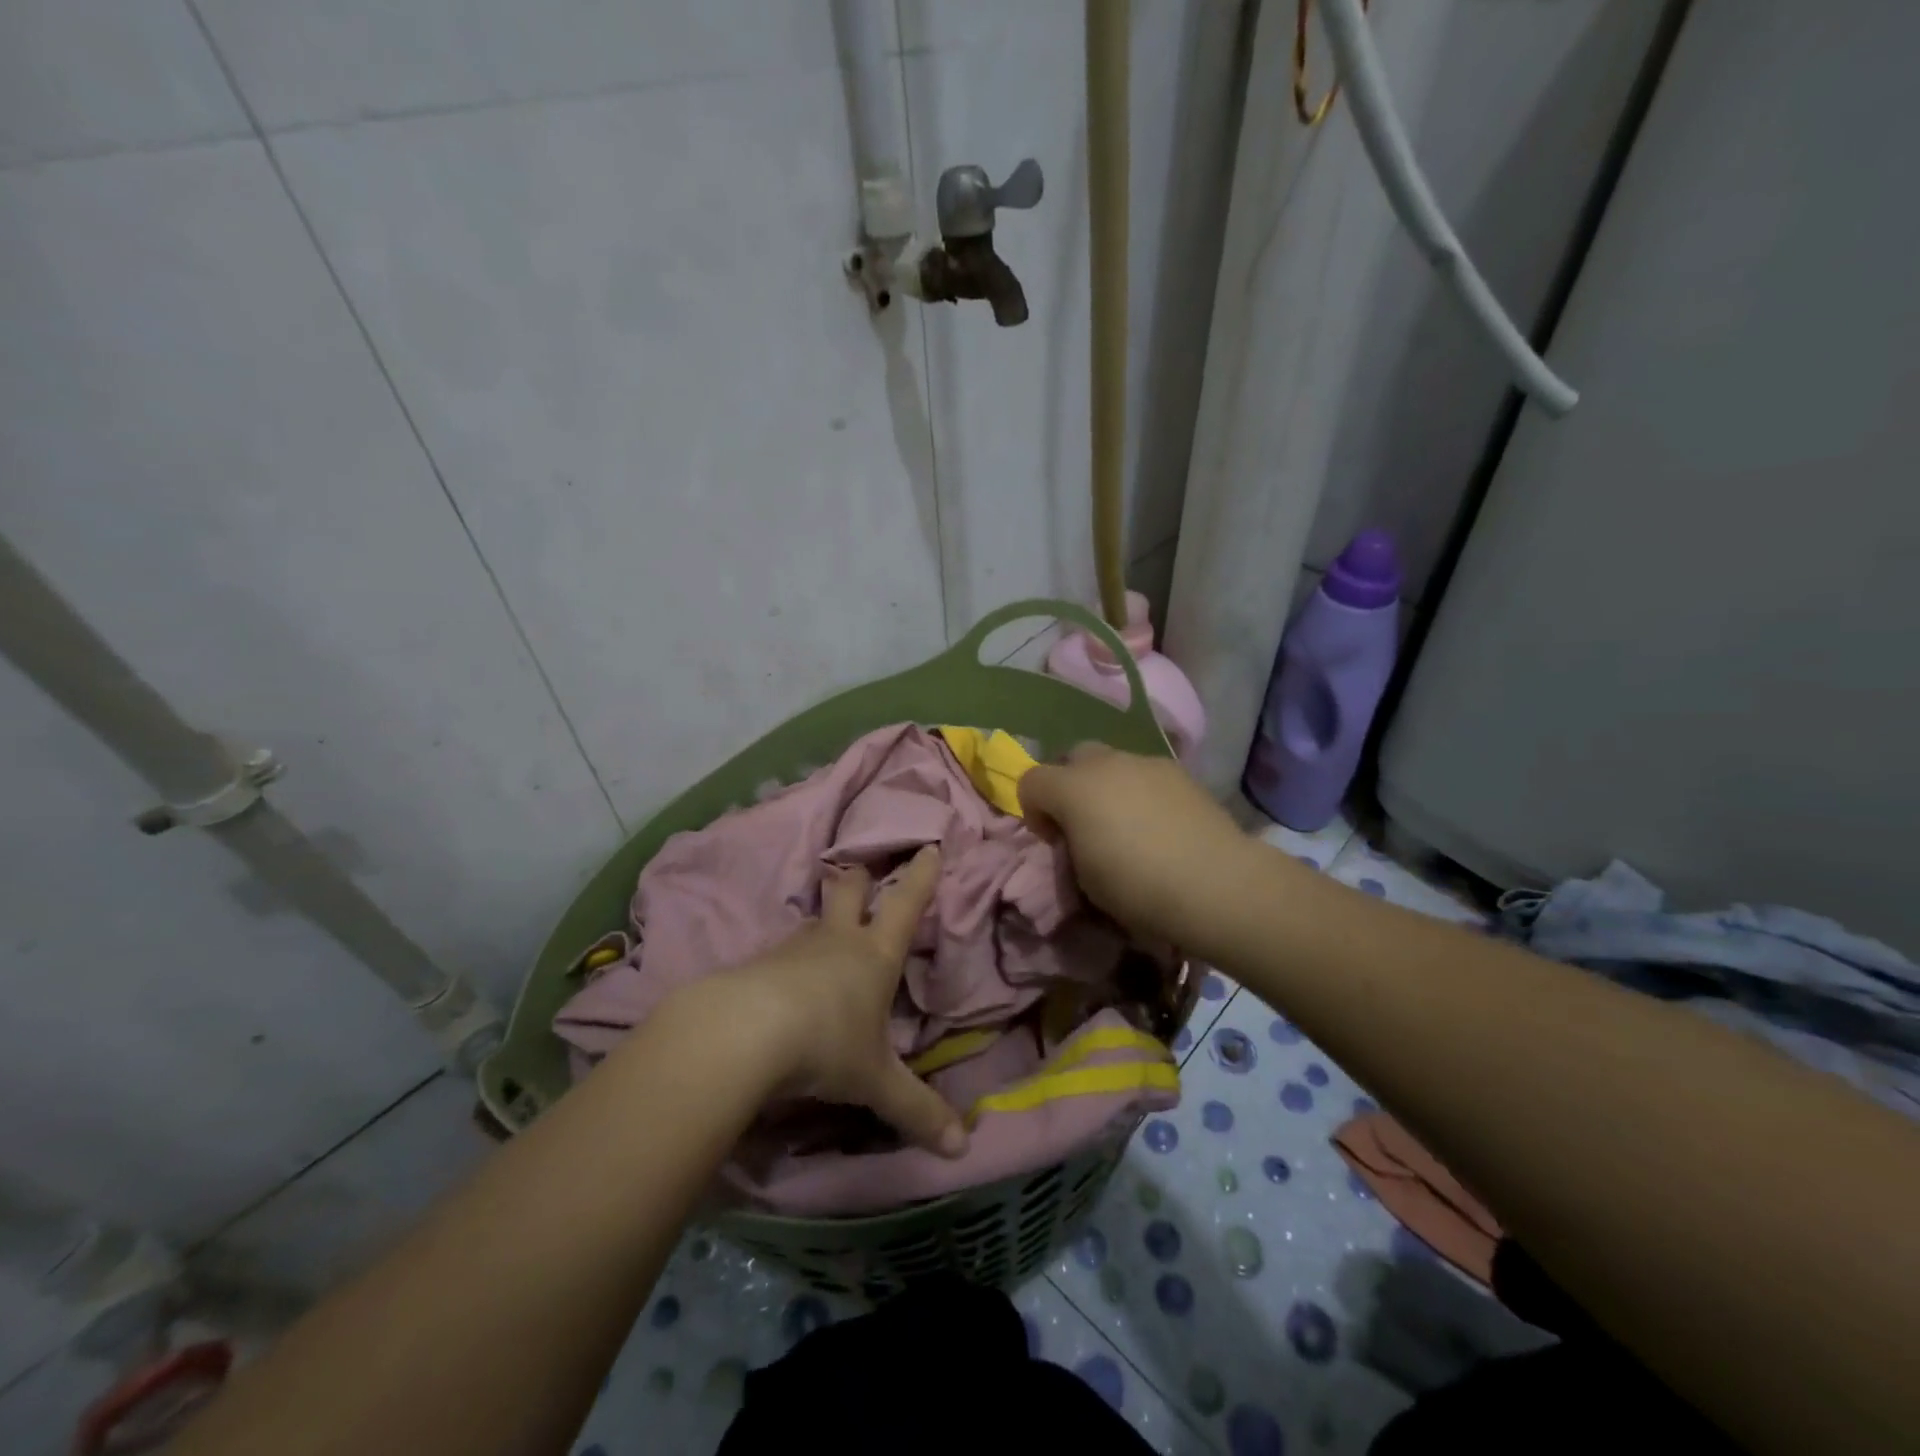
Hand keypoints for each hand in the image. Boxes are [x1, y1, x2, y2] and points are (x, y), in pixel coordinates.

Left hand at [707, 845, 967, 1157]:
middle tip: (862, 870)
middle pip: (850, 891)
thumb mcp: (875, 1082)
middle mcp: (836, 941)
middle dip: (860, 879)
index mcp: (874, 955)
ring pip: (812, 921)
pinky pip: (780, 954)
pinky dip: (787, 960)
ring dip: (821, 920)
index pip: (906, 904)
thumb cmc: (827, 1044)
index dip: (921, 876)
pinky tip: (783, 980)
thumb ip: (916, 1110)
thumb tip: (962, 1148)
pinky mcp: (757, 964)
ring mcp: (793, 948)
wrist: (744, 1033)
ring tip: (823, 930)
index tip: (929, 846)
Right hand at [1019, 744, 1250, 945]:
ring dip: (1109, 787)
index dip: (1034, 810)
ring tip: (1129, 825)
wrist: (1216, 884)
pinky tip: (1161, 825)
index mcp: (1073, 788)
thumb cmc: (1138, 888)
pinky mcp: (1181, 773)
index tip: (1053, 840)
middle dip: (1071, 783)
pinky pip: (1147, 775)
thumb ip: (1071, 845)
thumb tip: (1078, 835)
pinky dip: (1143, 792)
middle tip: (1085, 822)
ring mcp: (1147, 763)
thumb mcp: (1085, 879)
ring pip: (1114, 763)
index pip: (1030, 781)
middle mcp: (1106, 764)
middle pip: (1073, 756)